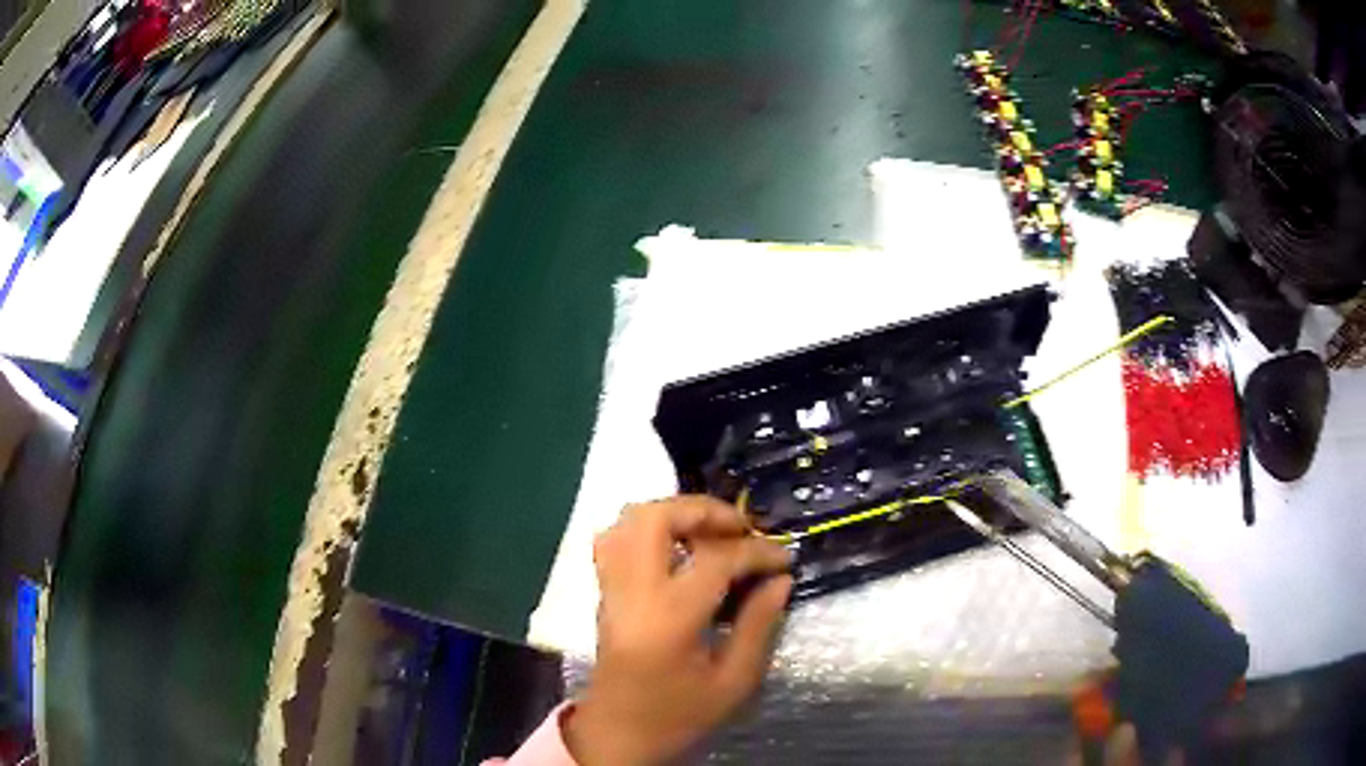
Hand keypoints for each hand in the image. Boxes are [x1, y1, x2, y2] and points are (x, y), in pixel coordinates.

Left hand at [564, 496, 793, 765]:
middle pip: (654, 518)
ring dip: (673, 513)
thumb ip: (758, 626)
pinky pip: (616, 539)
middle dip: (703, 510)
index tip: (785, 557)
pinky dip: (649, 529)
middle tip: (741, 528)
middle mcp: (632, 592)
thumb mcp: (733, 682)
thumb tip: (780, 580)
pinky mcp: (603, 593)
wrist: (618, 736)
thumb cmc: (678, 716)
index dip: (757, 551)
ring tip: (712, 533)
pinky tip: (679, 549)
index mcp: (668, 618)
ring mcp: (610, 589)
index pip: (715, 560)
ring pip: (628, 521)